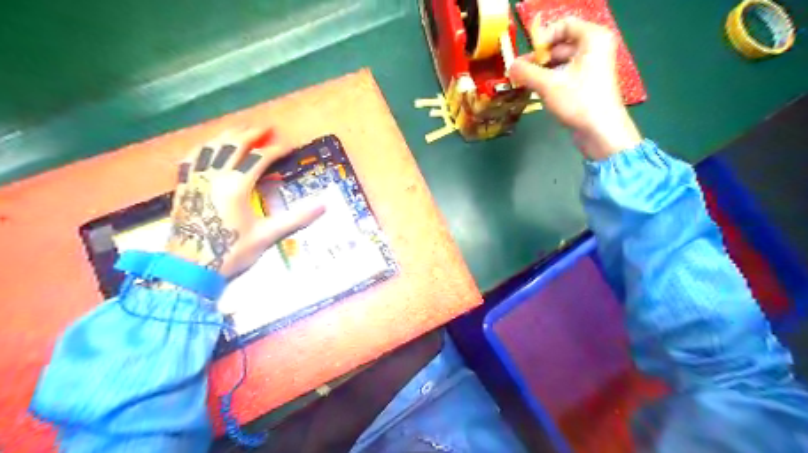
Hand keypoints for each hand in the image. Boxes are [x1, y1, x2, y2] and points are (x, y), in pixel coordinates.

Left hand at [165, 126, 325, 275]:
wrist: (190, 268)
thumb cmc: (231, 251)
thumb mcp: (267, 236)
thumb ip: (295, 218)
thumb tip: (323, 205)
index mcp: (236, 186)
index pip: (258, 158)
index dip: (275, 149)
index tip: (288, 146)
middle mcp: (214, 176)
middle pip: (233, 145)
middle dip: (251, 133)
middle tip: (266, 127)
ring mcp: (196, 179)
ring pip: (210, 147)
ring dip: (227, 135)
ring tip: (240, 129)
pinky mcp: (184, 187)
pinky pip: (190, 159)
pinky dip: (202, 148)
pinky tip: (206, 147)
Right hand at [514, 18, 641, 158]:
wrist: (600, 131)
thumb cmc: (578, 101)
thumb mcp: (548, 84)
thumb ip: (527, 72)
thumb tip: (510, 66)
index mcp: (593, 38)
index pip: (564, 25)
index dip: (543, 37)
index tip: (528, 55)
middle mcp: (595, 48)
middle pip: (561, 43)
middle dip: (539, 57)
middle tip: (520, 72)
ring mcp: (592, 66)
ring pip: (561, 61)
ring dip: (542, 70)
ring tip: (525, 83)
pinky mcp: (587, 84)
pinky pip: (565, 74)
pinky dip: (550, 80)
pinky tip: (536, 90)